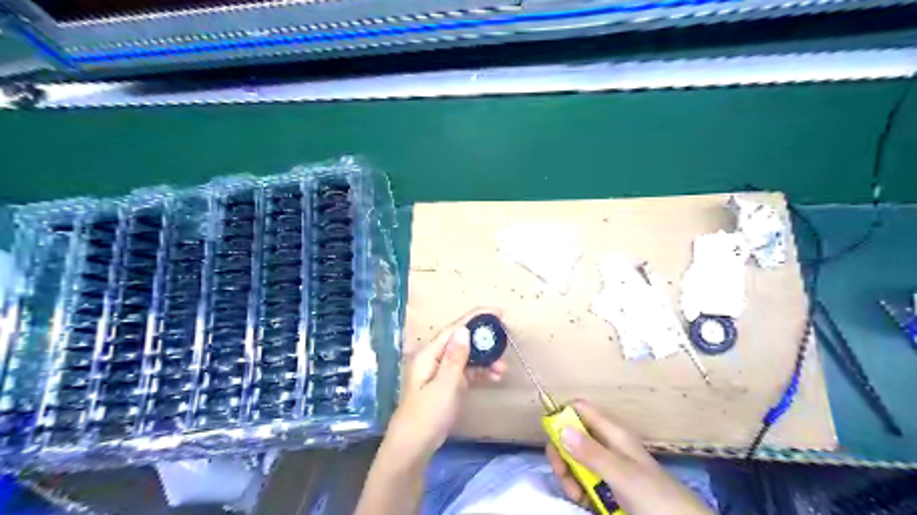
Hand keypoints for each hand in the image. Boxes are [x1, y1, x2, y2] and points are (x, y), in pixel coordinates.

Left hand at [380, 309, 508, 467]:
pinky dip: (480, 373)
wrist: (413, 448)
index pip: (454, 329)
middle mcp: (434, 358)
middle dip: (484, 340)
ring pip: (466, 357)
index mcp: (429, 354)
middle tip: (505, 339)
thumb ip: (455, 358)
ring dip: (485, 360)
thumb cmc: (426, 416)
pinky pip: (466, 372)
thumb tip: (464, 330)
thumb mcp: (444, 386)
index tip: (498, 312)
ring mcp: (440, 371)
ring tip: (503, 368)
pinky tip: (495, 377)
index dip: (475, 318)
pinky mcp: (446, 384)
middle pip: (462, 340)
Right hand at [548, 401, 711, 514]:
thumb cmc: (656, 497)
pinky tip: (581, 500)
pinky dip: (577, 489)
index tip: (551, 435)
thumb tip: (559, 427)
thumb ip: (592, 453)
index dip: (562, 415)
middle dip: (561, 452)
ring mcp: (606, 467)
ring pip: (574, 460)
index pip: (580, 409)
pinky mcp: (607, 487)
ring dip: (568, 474)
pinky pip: (582, 480)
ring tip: (576, 494)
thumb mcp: (623, 475)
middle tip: (562, 472)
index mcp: (612, 433)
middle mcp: (607, 445)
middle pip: (572, 436)